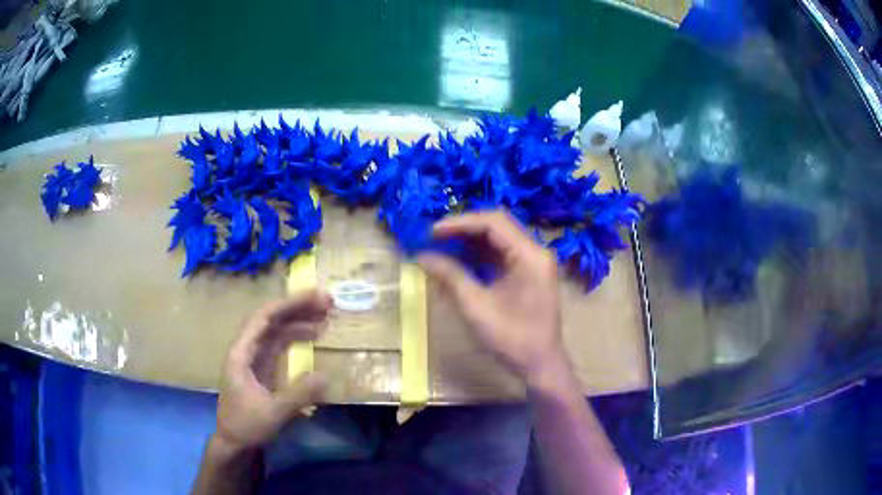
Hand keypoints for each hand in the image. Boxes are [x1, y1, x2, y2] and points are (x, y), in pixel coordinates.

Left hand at [214, 290, 330, 451]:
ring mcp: (254, 358)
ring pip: (276, 331)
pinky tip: (313, 336)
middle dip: (297, 308)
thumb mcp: (273, 412)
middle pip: (271, 320)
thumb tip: (326, 375)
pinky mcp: (263, 368)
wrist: (234, 443)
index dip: (289, 304)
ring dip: (299, 320)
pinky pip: (280, 345)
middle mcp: (246, 349)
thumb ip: (298, 395)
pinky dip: (296, 337)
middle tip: (327, 302)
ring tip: (324, 315)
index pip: (264, 318)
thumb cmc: (246, 426)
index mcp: (241, 353)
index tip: (314, 297)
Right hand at [417, 211, 566, 387]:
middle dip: (464, 229)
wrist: (540, 365)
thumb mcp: (476, 306)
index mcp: (530, 255)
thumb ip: (450, 276)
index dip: (460, 223)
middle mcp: (535, 252)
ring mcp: (534, 263)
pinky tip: (459, 260)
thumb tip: (421, 256)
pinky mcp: (529, 274)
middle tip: (435, 237)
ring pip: (499, 239)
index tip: (433, 232)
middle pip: (497, 226)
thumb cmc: (512, 339)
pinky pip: (502, 254)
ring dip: (471, 241)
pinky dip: (480, 255)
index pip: (493, 223)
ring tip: (442, 246)